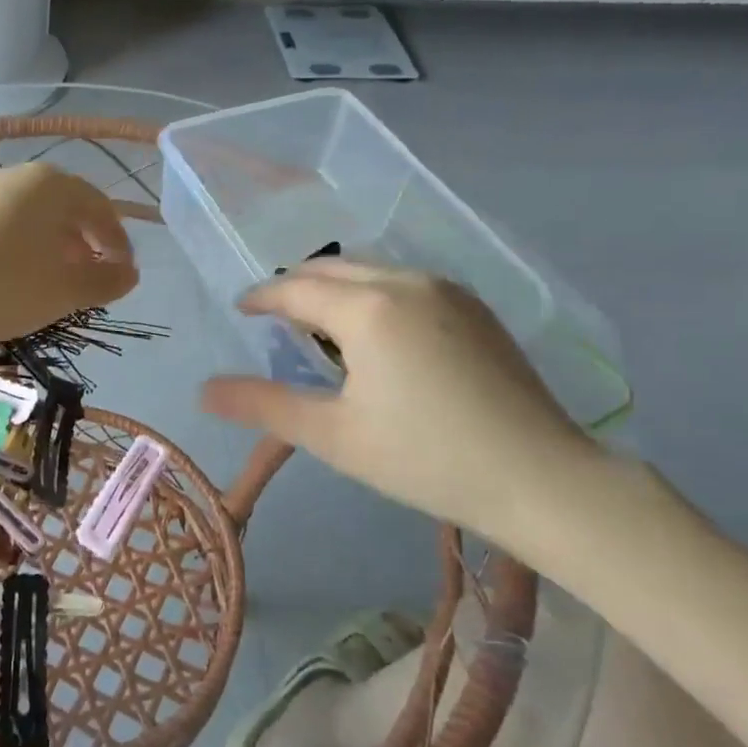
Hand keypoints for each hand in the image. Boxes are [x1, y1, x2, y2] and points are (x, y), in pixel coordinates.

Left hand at [0, 162, 137, 343]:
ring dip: (48, 243)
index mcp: (51, 184)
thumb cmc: (2, 287)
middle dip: (82, 242)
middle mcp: (15, 174)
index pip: (100, 208)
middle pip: (63, 206)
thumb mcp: (64, 291)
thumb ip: (105, 281)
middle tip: (87, 277)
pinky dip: (15, 243)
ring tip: (48, 278)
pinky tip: (6, 273)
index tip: (121, 274)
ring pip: (28, 213)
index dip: (117, 243)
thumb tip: (129, 274)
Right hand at [200, 261, 603, 549]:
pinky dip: (373, 294)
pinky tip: (376, 334)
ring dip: (335, 288)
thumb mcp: (334, 436)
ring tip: (320, 326)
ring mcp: (447, 290)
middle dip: (295, 286)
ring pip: (371, 270)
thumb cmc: (426, 458)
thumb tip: (203, 390)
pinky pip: (405, 282)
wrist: (544, 479)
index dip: (262, 297)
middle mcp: (406, 281)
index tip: (241, 310)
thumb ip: (264, 405)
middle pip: (332, 267)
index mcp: (368, 307)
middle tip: (273, 318)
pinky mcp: (475, 307)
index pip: (295, 288)